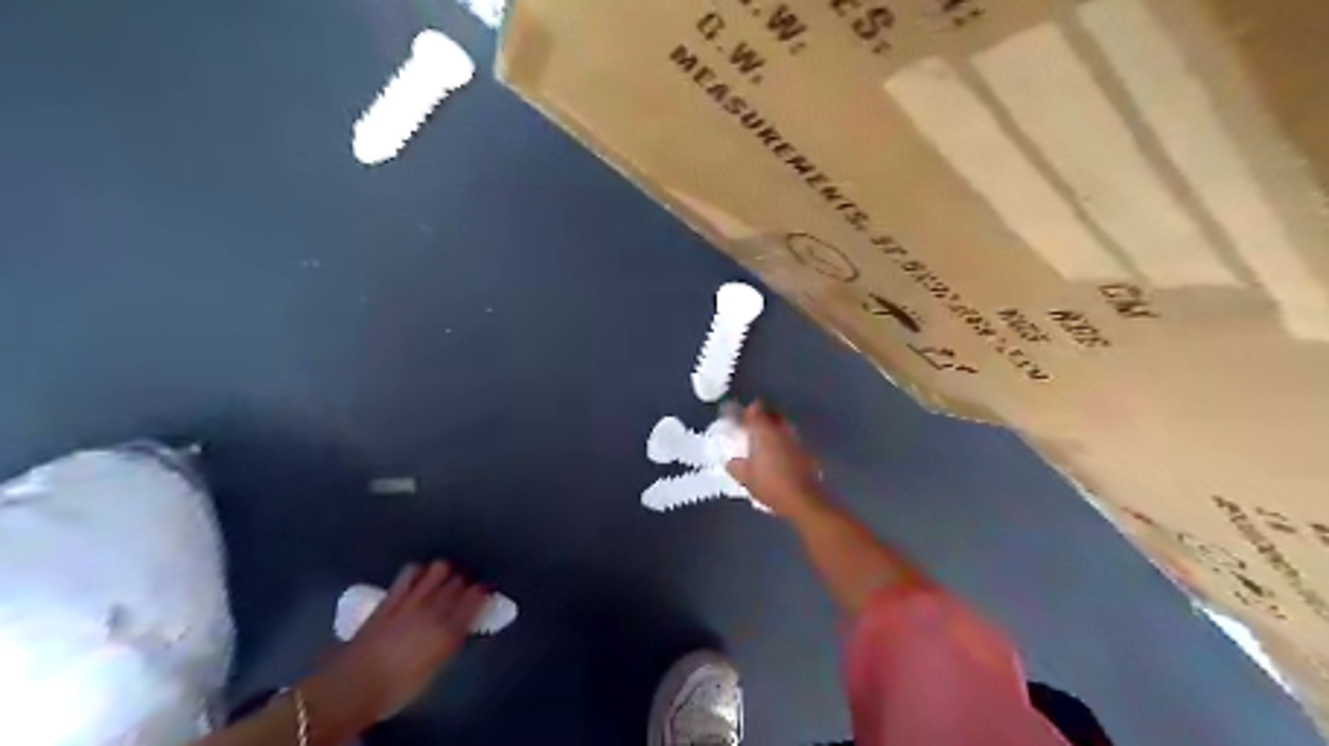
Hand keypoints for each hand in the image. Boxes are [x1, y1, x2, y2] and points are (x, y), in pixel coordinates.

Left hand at [298, 563, 489, 731]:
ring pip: (439, 568)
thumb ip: (450, 642)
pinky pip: (411, 571)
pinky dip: (419, 571)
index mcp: (450, 630)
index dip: (483, 591)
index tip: (486, 590)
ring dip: (445, 571)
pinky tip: (419, 576)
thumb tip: (459, 628)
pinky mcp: (392, 596)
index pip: (476, 597)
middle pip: (459, 581)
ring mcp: (413, 599)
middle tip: (466, 585)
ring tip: (444, 578)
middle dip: (466, 580)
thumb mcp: (434, 669)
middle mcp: (436, 608)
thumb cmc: (397, 688)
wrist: (353, 686)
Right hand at [732, 402, 827, 518]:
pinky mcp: (807, 452)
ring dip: (774, 429)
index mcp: (765, 431)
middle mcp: (782, 430)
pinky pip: (791, 440)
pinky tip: (778, 455)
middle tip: (751, 426)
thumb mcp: (745, 477)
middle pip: (772, 414)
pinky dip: (783, 443)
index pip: (755, 410)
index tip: (740, 415)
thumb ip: (735, 466)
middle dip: (762, 417)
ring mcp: (797, 440)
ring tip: (764, 441)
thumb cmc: (770, 484)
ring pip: (783, 426)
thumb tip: (731, 462)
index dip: (747, 411)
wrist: (803, 499)